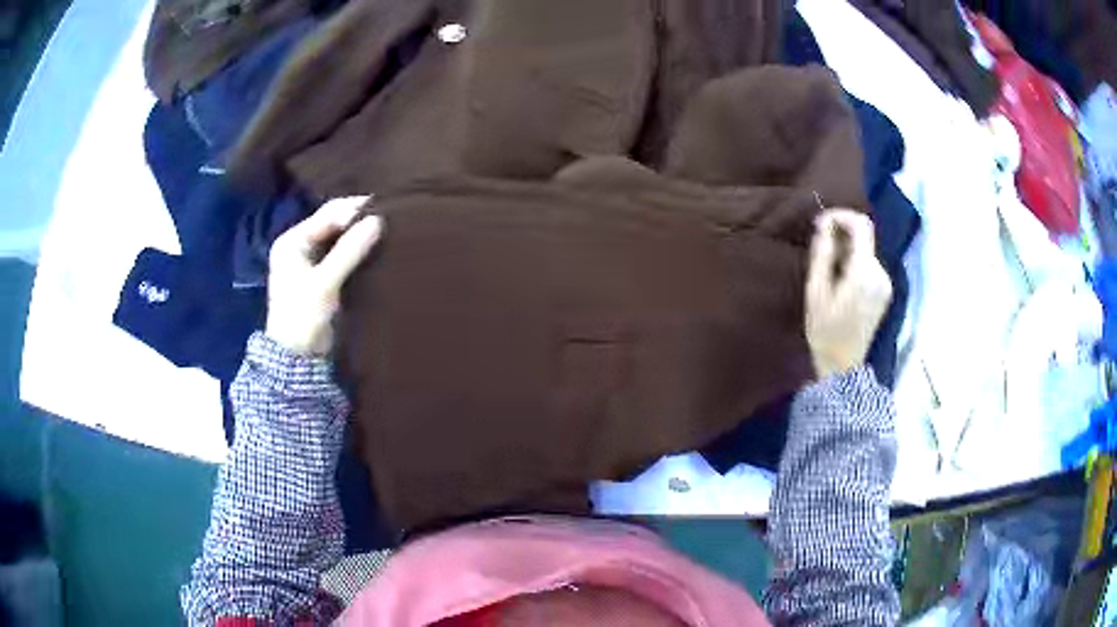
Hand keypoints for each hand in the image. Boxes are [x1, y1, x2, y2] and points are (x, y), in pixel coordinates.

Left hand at [266, 196, 381, 355]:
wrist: (298, 358)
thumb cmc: (303, 317)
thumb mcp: (324, 283)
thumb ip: (349, 251)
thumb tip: (378, 220)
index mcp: (292, 241)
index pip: (327, 214)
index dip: (354, 209)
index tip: (384, 207)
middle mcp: (301, 246)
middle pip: (333, 223)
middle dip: (358, 220)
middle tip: (389, 216)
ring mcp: (312, 262)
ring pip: (340, 239)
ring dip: (360, 235)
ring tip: (388, 230)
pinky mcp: (324, 277)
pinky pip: (344, 255)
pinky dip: (358, 250)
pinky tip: (377, 249)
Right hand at [805, 209, 892, 379]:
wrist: (842, 366)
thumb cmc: (825, 331)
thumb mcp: (816, 291)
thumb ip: (823, 254)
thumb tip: (824, 224)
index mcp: (864, 272)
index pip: (861, 225)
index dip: (842, 215)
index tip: (822, 222)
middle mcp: (880, 273)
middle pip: (865, 236)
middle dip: (842, 233)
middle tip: (821, 246)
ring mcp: (885, 283)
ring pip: (867, 250)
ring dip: (848, 248)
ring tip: (828, 266)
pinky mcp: (885, 290)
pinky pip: (870, 264)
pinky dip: (855, 261)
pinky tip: (841, 278)